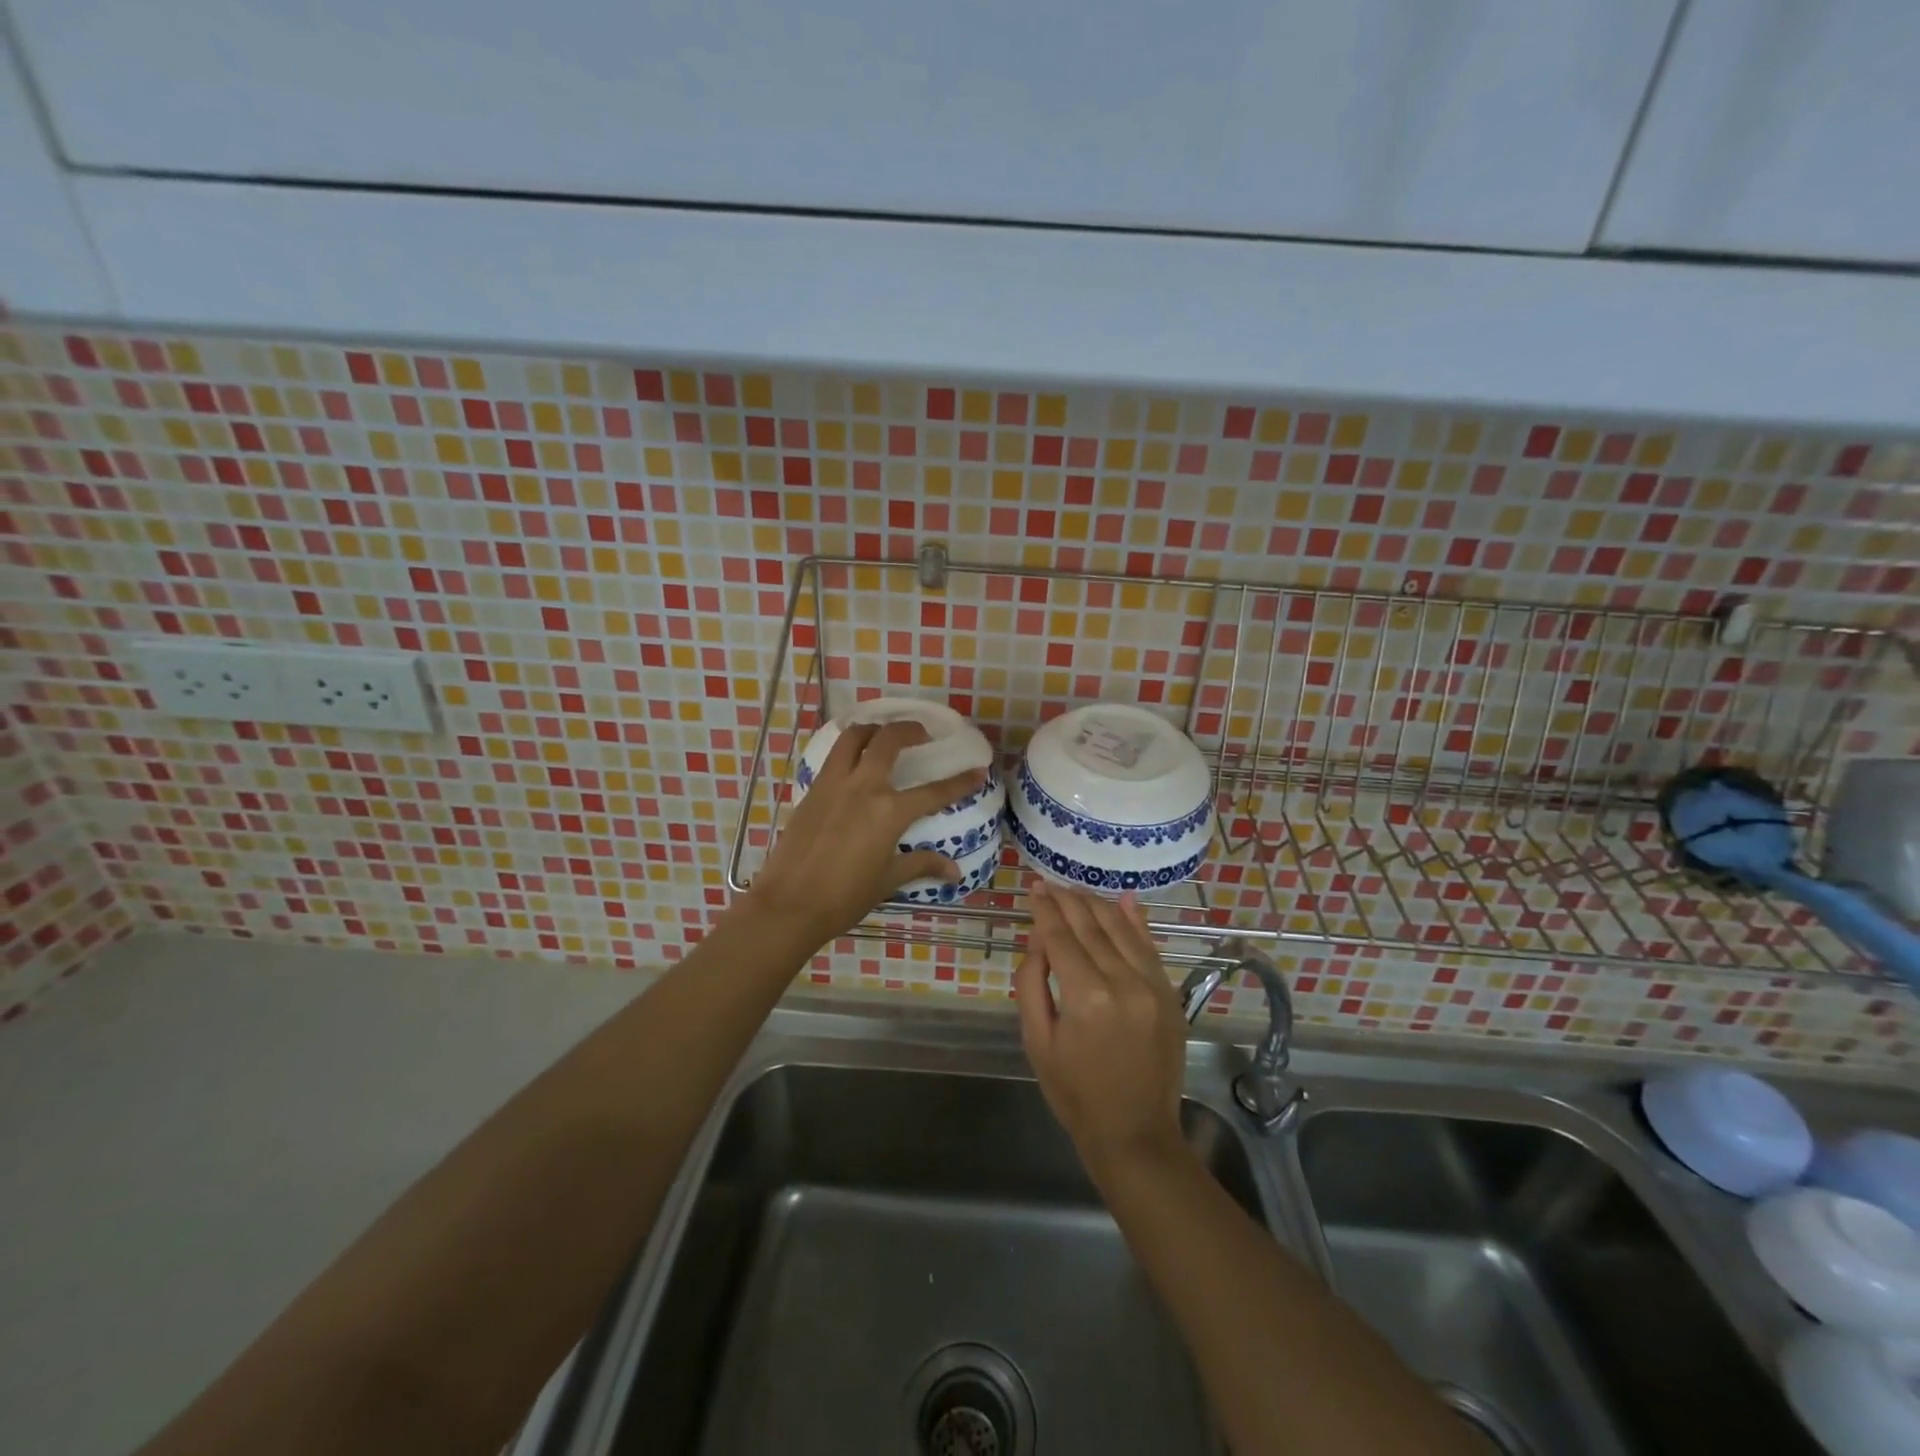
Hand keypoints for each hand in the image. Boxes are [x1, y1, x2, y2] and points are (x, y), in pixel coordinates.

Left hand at [746, 720, 985, 945]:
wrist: (789, 903)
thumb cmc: (844, 897)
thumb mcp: (888, 880)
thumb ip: (921, 865)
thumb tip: (954, 871)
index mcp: (889, 812)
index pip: (934, 792)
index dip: (960, 781)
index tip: (978, 770)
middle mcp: (863, 787)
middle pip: (888, 740)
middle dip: (910, 730)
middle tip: (922, 734)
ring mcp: (833, 784)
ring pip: (854, 737)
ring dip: (873, 729)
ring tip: (884, 735)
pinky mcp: (812, 790)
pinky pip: (833, 756)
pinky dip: (848, 747)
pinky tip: (853, 759)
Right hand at [1016, 881, 1190, 1182]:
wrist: (1135, 1133)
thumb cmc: (1075, 1093)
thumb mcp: (1037, 1041)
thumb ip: (1032, 983)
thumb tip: (1039, 939)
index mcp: (1086, 996)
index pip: (1060, 937)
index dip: (1045, 909)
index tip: (1034, 887)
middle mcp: (1123, 981)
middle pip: (1091, 925)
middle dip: (1067, 900)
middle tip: (1049, 884)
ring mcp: (1153, 986)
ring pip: (1121, 928)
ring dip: (1096, 904)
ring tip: (1074, 891)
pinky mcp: (1169, 994)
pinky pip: (1150, 946)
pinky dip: (1135, 921)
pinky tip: (1124, 899)